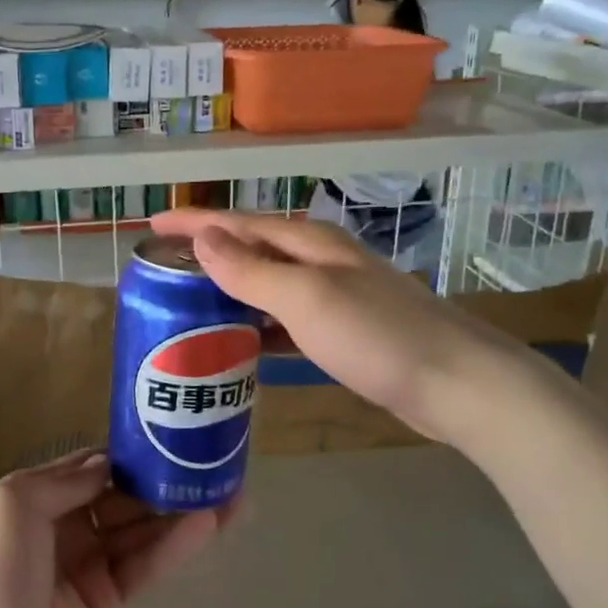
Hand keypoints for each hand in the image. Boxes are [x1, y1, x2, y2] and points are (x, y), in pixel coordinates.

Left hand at [0, 450, 235, 607]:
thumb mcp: (14, 504)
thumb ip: (65, 479)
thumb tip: (109, 463)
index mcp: (36, 499)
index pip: (90, 467)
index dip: (126, 453)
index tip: (168, 435)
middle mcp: (64, 526)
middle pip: (121, 496)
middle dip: (161, 480)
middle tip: (210, 463)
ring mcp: (88, 564)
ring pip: (140, 530)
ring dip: (179, 511)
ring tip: (229, 492)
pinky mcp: (109, 600)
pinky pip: (145, 564)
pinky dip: (174, 545)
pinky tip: (208, 524)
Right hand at [152, 209, 490, 442]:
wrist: (458, 384)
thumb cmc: (377, 336)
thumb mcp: (306, 299)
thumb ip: (251, 271)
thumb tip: (203, 238)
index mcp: (309, 243)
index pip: (237, 223)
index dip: (192, 223)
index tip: (150, 227)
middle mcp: (321, 261)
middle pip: (252, 249)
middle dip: (207, 254)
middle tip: (163, 272)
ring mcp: (336, 296)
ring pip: (268, 285)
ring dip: (229, 291)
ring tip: (189, 307)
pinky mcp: (345, 331)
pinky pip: (285, 319)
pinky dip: (257, 326)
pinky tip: (241, 345)